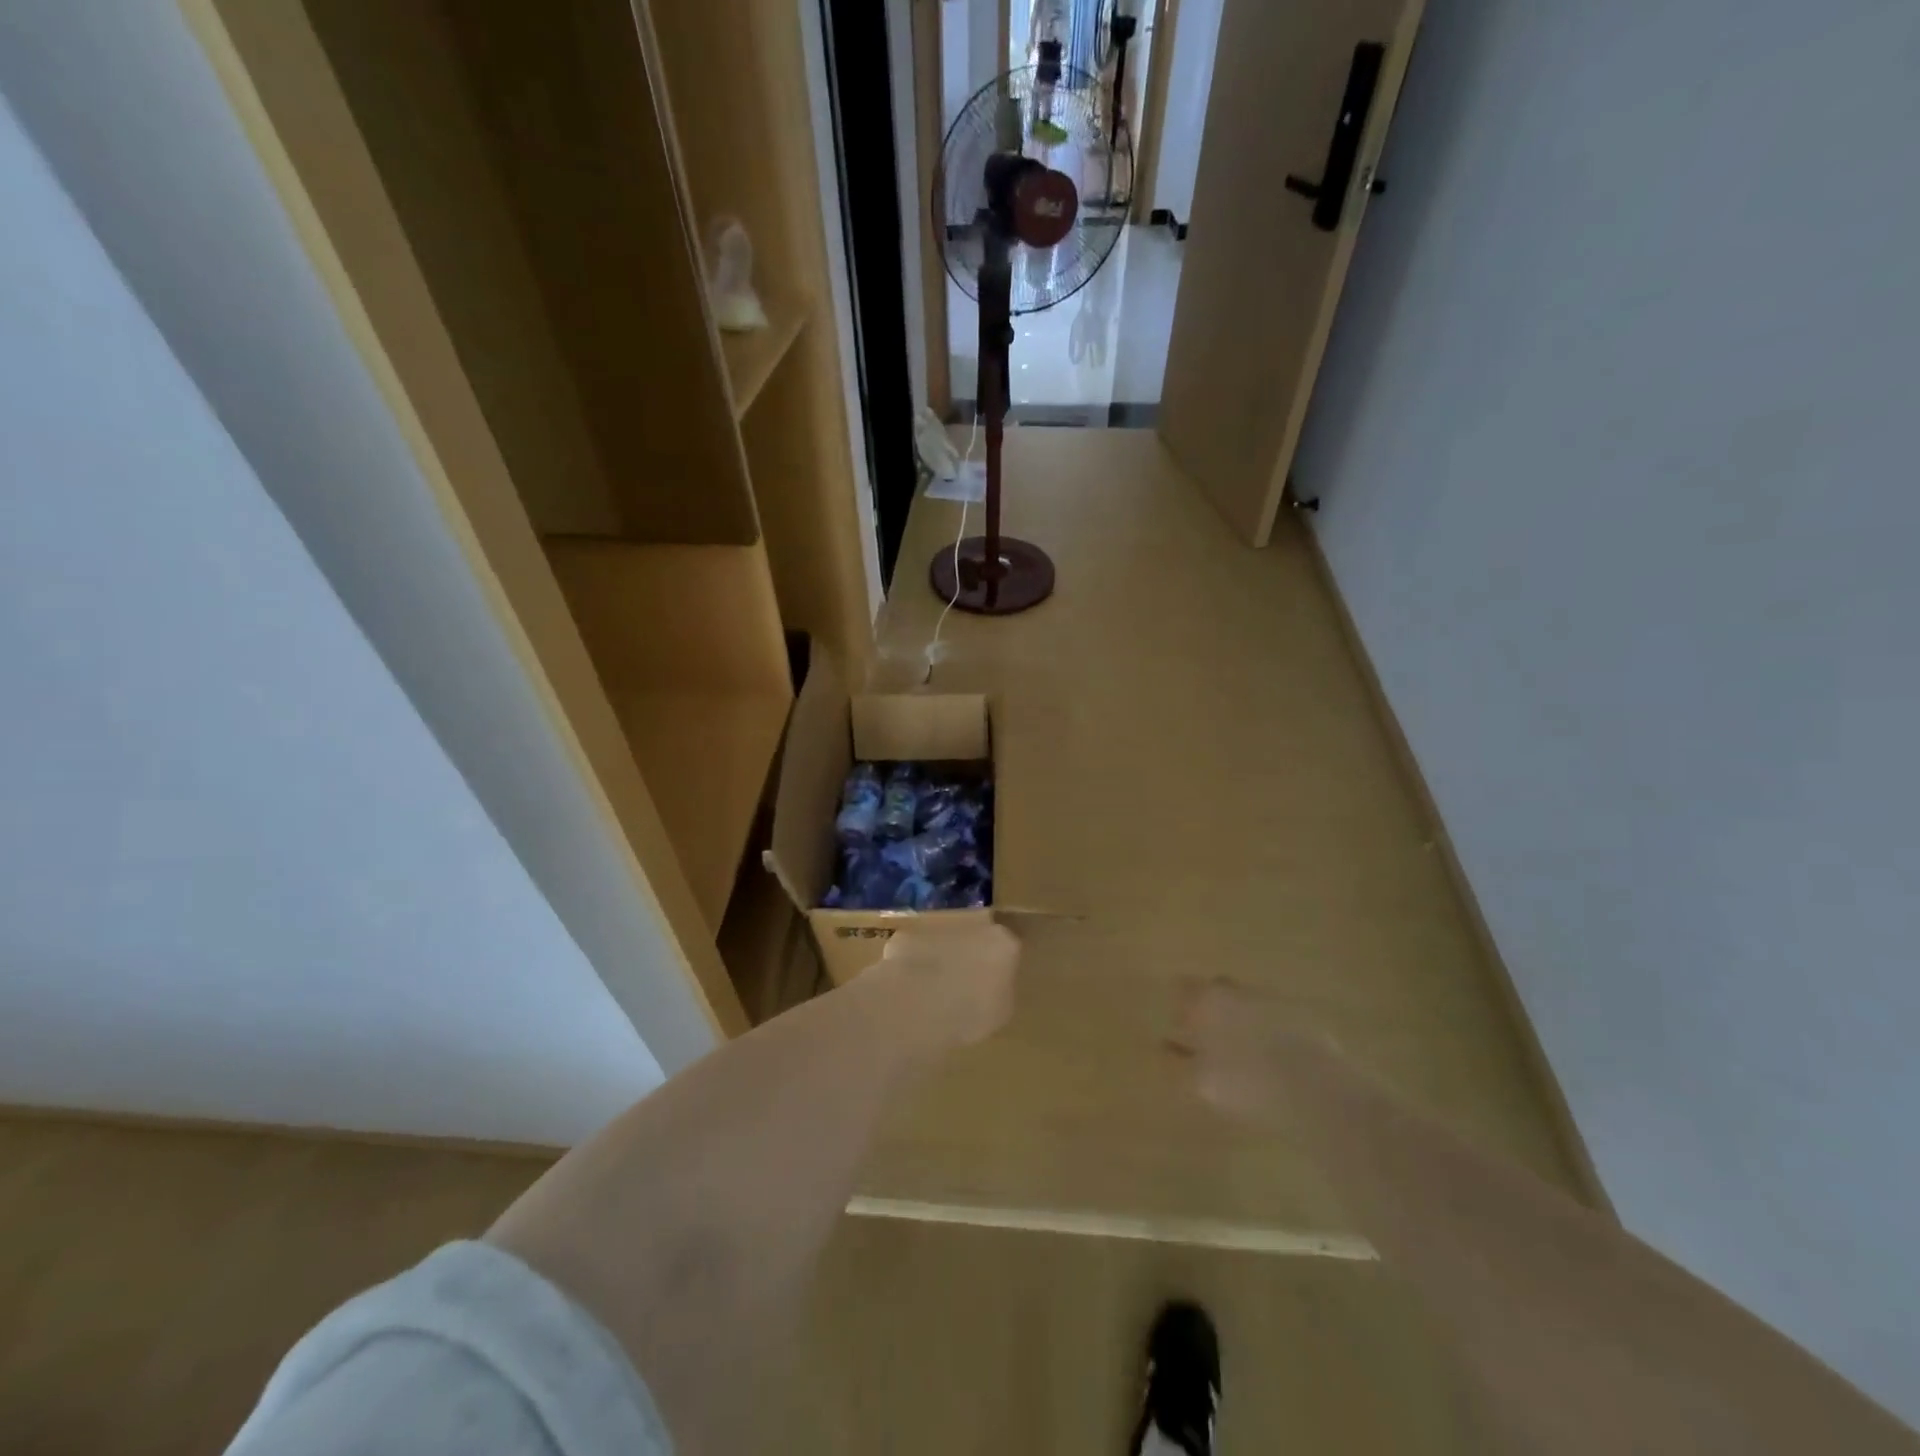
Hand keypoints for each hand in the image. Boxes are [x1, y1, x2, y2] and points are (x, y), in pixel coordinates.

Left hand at [874, 922, 1020, 1049]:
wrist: (918, 1005)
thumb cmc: (969, 1014)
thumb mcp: (1000, 1013)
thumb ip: (1001, 992)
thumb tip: (993, 987)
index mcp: (1003, 943)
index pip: (1008, 948)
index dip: (999, 966)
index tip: (992, 985)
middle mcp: (974, 924)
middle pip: (976, 936)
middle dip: (970, 954)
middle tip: (963, 984)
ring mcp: (937, 926)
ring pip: (945, 939)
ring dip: (942, 956)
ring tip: (934, 989)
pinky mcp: (907, 935)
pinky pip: (916, 948)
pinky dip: (914, 962)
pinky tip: (909, 987)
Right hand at [1171, 979, 1340, 1125]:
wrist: (1316, 1091)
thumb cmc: (1247, 1084)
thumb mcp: (1202, 1081)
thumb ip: (1178, 1061)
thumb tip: (1164, 1047)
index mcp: (1208, 1000)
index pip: (1184, 987)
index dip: (1179, 1003)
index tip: (1177, 1021)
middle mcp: (1239, 991)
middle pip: (1217, 990)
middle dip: (1210, 1007)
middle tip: (1207, 1034)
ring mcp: (1274, 1001)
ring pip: (1247, 1002)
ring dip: (1240, 1018)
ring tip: (1240, 1048)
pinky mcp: (1303, 1018)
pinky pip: (1275, 1017)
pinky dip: (1267, 1030)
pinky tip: (1270, 1055)